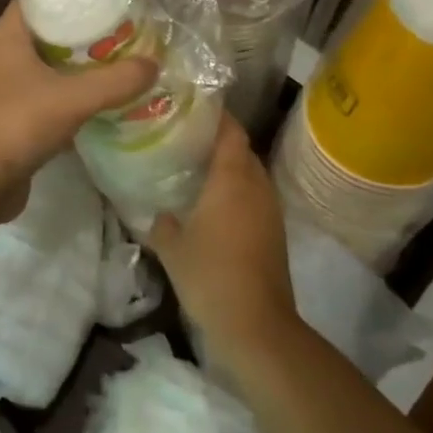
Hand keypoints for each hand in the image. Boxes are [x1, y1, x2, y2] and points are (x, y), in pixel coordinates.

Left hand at [0, 0, 156, 221]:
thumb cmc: (15, 124)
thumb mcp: (73, 98)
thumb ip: (116, 81)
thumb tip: (153, 65)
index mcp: (5, 37)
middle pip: (45, 35)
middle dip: (81, 34)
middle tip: (122, 33)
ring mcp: (0, 92)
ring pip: (45, 71)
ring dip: (76, 71)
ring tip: (117, 66)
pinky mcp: (6, 123)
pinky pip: (43, 102)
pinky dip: (67, 102)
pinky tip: (97, 107)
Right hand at [146, 116, 296, 372]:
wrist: (257, 326)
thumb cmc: (210, 276)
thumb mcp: (171, 247)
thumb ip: (161, 222)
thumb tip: (158, 211)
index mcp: (232, 179)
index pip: (230, 131)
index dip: (215, 115)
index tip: (190, 106)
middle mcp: (256, 186)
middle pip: (242, 150)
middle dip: (218, 140)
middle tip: (185, 138)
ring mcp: (270, 210)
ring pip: (250, 174)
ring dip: (229, 168)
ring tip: (196, 168)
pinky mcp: (275, 233)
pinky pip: (255, 197)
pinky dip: (237, 191)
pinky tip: (213, 204)